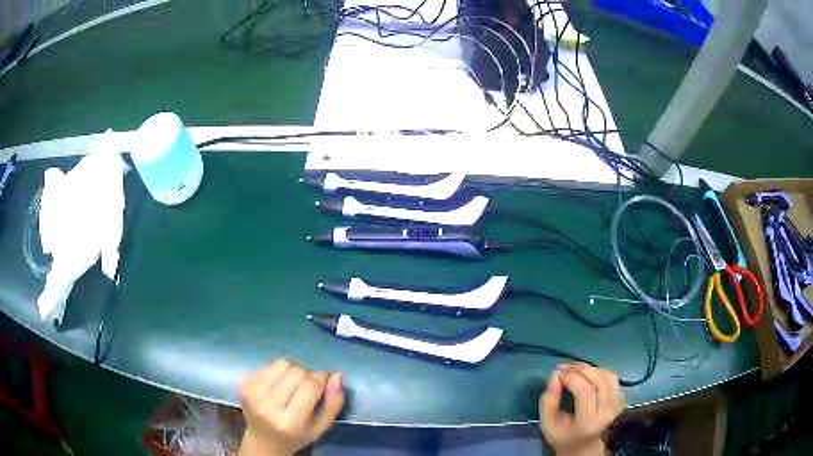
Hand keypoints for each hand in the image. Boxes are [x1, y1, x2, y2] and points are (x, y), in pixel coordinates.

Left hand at [238, 359, 344, 455]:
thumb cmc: (296, 436)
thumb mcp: (321, 427)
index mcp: (290, 421)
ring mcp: (252, 393)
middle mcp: (268, 406)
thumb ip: (333, 403)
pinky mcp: (244, 384)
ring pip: (282, 363)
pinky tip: (278, 385)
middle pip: (296, 372)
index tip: (324, 383)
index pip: (310, 386)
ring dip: (292, 370)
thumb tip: (337, 375)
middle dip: (307, 375)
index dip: (321, 379)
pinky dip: (277, 371)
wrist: (263, 441)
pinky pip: (268, 365)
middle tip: (307, 386)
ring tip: (293, 384)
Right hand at [539, 363, 624, 455]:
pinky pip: (613, 378)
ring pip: (608, 376)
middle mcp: (607, 411)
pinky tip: (587, 375)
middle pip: (599, 380)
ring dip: (590, 369)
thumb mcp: (548, 425)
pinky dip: (599, 372)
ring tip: (574, 369)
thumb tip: (554, 377)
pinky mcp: (621, 399)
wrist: (584, 447)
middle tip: (564, 367)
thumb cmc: (563, 437)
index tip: (556, 374)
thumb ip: (548, 402)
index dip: (570, 377)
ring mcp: (617, 405)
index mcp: (589, 422)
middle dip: (580, 369)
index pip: (584, 391)